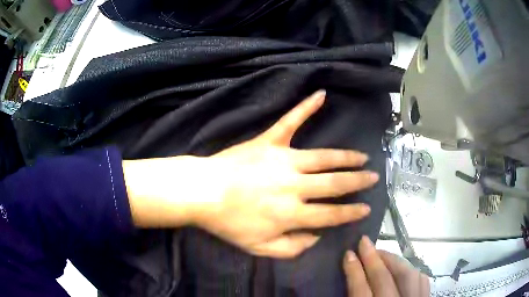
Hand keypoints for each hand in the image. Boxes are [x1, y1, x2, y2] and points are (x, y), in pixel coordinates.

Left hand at [124, 90, 379, 257]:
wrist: (201, 193)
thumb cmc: (228, 223)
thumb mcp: (259, 249)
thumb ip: (292, 248)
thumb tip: (316, 236)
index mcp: (291, 213)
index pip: (331, 214)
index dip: (351, 212)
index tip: (367, 208)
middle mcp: (294, 185)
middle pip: (334, 183)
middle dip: (358, 182)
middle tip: (374, 178)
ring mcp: (282, 159)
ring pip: (323, 157)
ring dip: (346, 157)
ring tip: (363, 157)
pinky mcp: (268, 141)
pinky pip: (290, 121)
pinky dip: (306, 107)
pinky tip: (321, 94)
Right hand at [343, 236, 429, 296]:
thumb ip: (354, 295)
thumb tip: (350, 274)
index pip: (361, 290)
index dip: (353, 270)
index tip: (348, 253)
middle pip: (384, 279)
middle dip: (373, 258)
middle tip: (364, 241)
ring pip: (408, 274)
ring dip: (394, 260)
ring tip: (382, 253)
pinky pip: (423, 280)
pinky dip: (412, 270)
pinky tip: (404, 267)